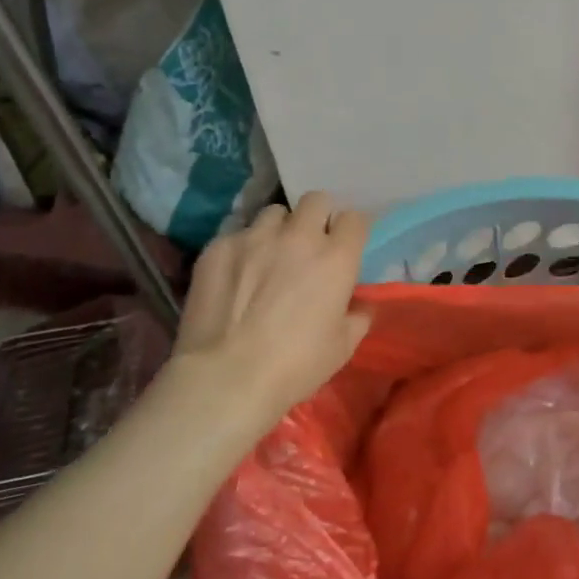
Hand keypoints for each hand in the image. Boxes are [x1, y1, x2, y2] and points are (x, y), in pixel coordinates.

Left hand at [166, 192, 372, 430]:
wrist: (225, 378)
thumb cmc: (295, 366)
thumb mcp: (342, 348)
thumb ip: (357, 317)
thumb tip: (360, 305)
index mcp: (336, 258)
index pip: (355, 218)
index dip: (351, 231)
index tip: (345, 246)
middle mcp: (299, 237)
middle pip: (316, 200)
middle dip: (317, 216)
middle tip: (309, 244)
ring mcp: (255, 237)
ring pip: (274, 213)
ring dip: (278, 230)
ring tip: (269, 255)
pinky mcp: (218, 247)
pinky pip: (237, 234)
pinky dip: (242, 249)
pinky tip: (235, 275)